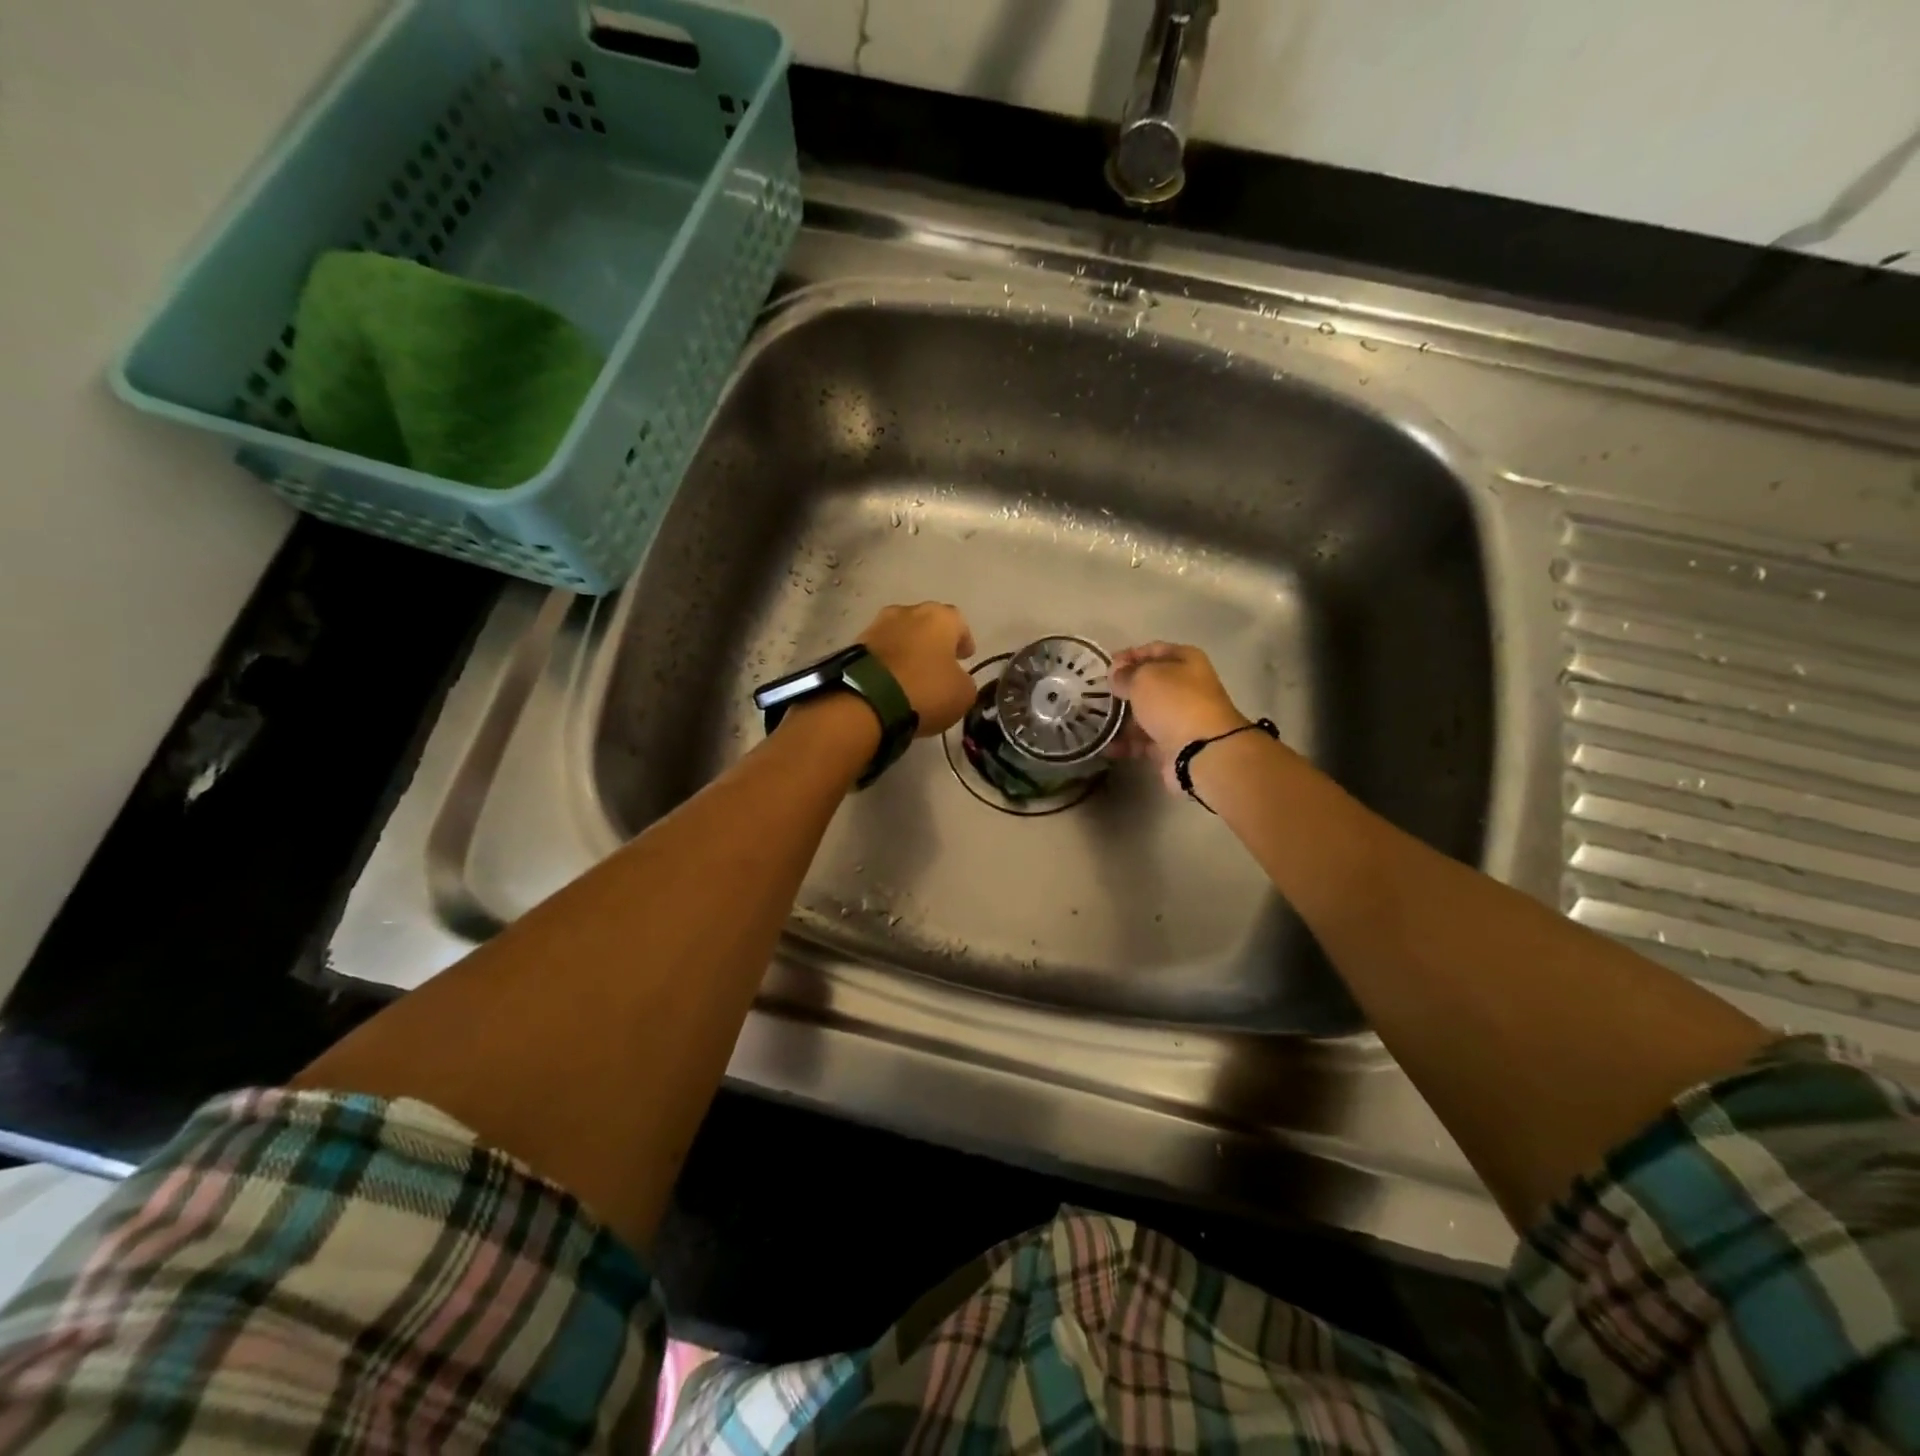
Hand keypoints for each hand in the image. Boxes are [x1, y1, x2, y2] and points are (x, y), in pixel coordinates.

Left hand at [859, 603, 976, 735]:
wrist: (868, 699)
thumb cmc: (925, 689)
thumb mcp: (962, 693)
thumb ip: (964, 680)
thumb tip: (956, 679)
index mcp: (940, 617)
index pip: (959, 623)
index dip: (963, 641)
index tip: (965, 657)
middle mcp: (908, 611)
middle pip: (926, 624)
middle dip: (933, 641)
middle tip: (938, 663)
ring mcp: (878, 625)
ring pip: (900, 635)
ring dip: (908, 649)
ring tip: (912, 673)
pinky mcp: (855, 644)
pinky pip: (880, 651)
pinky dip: (888, 662)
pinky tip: (891, 680)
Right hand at [1109, 642, 1248, 791]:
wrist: (1202, 751)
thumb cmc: (1174, 702)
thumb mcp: (1144, 678)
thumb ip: (1125, 673)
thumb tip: (1116, 673)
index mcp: (1186, 661)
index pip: (1153, 650)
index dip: (1128, 655)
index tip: (1105, 666)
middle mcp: (1186, 687)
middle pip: (1149, 684)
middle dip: (1123, 690)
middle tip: (1096, 695)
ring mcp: (1181, 717)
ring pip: (1145, 714)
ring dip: (1121, 719)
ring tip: (1097, 723)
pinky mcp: (1173, 745)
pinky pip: (1144, 740)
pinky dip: (1126, 743)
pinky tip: (1108, 746)